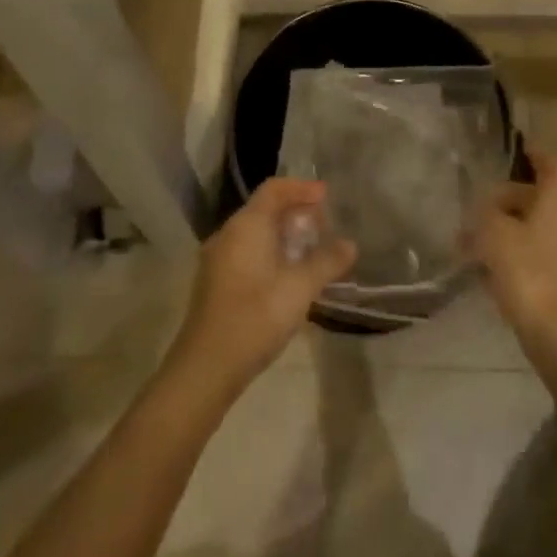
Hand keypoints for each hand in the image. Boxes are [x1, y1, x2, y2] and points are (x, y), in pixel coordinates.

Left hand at [171, 179, 355, 395]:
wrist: (206, 368)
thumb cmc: (256, 316)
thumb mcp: (300, 288)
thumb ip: (327, 262)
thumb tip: (350, 244)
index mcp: (246, 225)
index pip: (274, 189)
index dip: (301, 188)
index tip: (327, 197)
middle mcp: (228, 234)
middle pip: (264, 209)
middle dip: (296, 213)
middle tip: (324, 227)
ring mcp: (218, 259)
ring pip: (255, 233)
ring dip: (284, 236)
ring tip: (311, 252)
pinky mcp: (216, 283)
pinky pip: (247, 252)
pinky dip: (271, 253)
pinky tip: (288, 277)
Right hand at [469, 151, 556, 356]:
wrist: (556, 333)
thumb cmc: (526, 270)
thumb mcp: (494, 232)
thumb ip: (487, 212)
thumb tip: (487, 210)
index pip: (552, 165)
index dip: (535, 155)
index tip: (516, 153)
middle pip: (536, 198)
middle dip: (504, 201)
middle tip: (474, 211)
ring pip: (530, 228)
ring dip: (503, 231)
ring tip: (469, 244)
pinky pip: (531, 254)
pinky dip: (510, 255)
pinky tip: (483, 272)